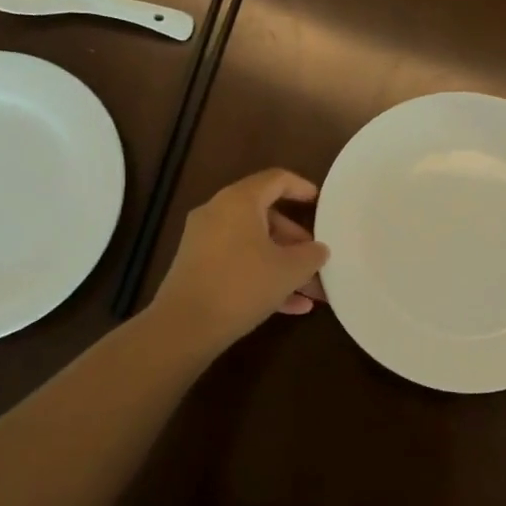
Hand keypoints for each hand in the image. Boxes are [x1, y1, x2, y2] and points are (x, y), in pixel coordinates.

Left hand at [150, 169, 330, 349]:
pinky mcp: (197, 267)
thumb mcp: (289, 270)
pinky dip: (262, 275)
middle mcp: (218, 212)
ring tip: (310, 288)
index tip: (321, 203)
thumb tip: (319, 250)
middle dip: (295, 238)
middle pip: (265, 214)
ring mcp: (204, 240)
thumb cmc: (242, 285)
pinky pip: (237, 262)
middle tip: (315, 256)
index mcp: (239, 201)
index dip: (302, 188)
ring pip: (252, 243)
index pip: (276, 179)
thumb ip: (311, 255)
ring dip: (282, 262)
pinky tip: (291, 306)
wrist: (184, 326)